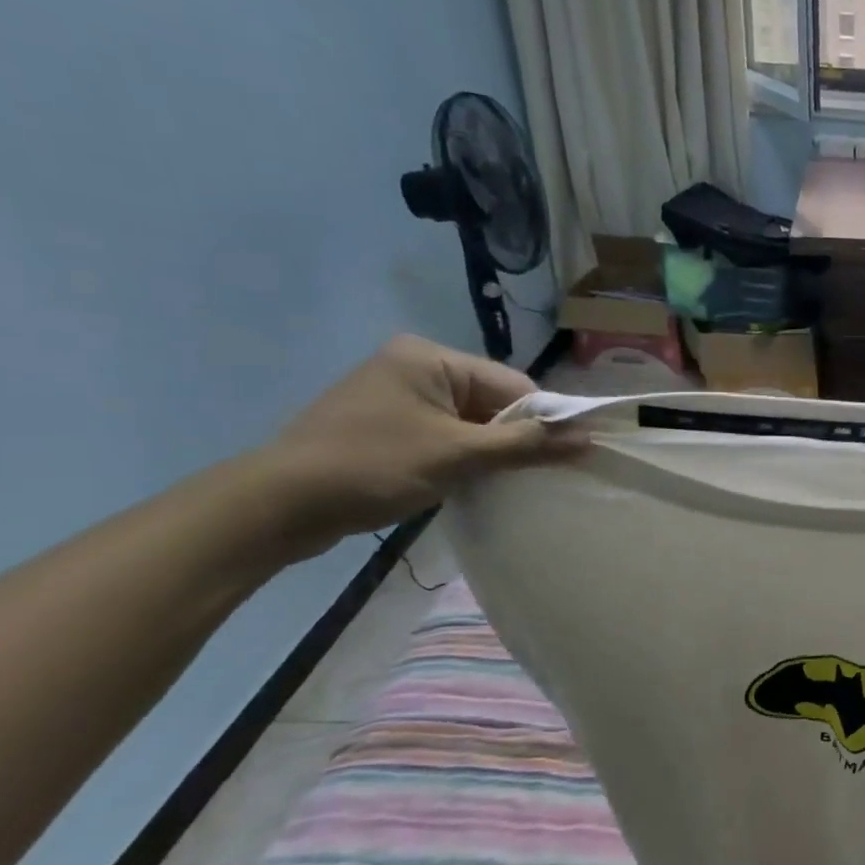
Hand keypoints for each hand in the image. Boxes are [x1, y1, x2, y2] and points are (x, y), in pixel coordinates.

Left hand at [254, 336, 586, 558]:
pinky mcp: (386, 425)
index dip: (542, 420)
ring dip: (489, 452)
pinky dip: (462, 457)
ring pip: (470, 422)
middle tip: (531, 475)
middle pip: (493, 402)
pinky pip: (444, 434)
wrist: (276, 506)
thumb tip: (588, 439)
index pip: (513, 385)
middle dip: (514, 438)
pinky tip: (468, 482)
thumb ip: (527, 445)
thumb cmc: (373, 467)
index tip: (562, 457)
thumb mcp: (459, 455)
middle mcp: (415, 366)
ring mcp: (397, 396)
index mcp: (431, 358)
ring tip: (501, 482)